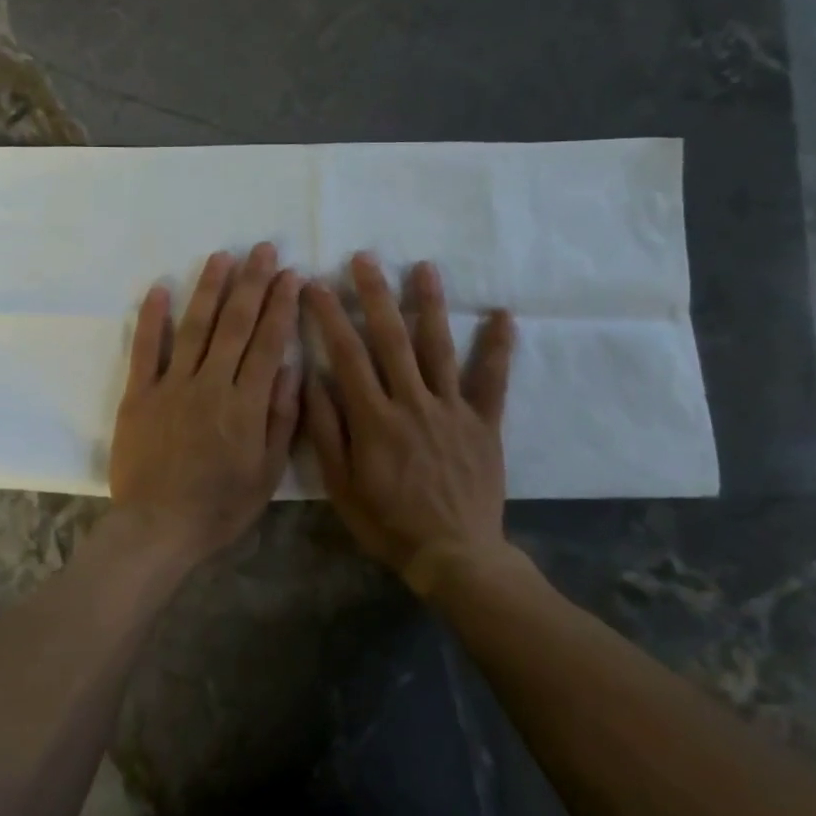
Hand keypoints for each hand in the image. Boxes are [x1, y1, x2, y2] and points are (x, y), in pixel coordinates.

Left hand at [110, 243, 302, 563]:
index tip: (291, 275)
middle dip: (251, 283)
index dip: (281, 305)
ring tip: (221, 256)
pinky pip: (145, 350)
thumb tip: (290, 367)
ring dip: (209, 288)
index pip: (268, 342)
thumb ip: (280, 418)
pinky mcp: (139, 394)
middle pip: (234, 324)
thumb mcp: (267, 473)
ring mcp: (171, 385)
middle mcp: (210, 384)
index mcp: (246, 404)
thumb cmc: (219, 507)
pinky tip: (158, 288)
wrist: (158, 528)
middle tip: (262, 249)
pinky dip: (151, 318)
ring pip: (194, 327)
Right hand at [303, 254, 515, 594]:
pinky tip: (503, 314)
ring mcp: (452, 410)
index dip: (328, 315)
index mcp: (374, 418)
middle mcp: (413, 402)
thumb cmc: (388, 523)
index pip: (346, 354)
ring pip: (439, 347)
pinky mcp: (484, 423)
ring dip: (430, 304)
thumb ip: (326, 430)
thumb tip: (312, 378)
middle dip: (375, 294)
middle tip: (364, 258)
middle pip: (391, 339)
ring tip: (425, 267)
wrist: (454, 556)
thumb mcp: (340, 486)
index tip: (314, 284)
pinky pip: (493, 380)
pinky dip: (498, 347)